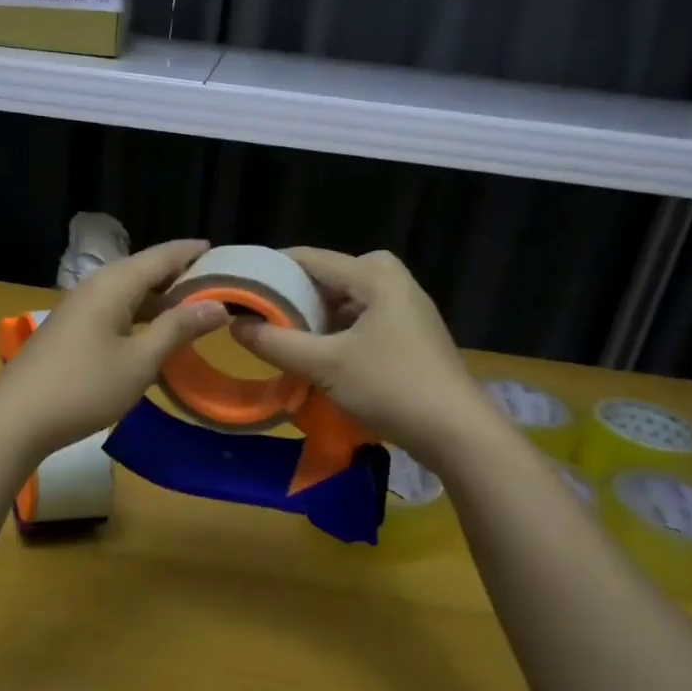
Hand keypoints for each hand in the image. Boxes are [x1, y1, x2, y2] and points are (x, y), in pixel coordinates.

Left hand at [0, 239, 228, 457]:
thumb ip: (178, 329)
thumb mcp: (140, 361)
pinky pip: (114, 310)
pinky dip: (140, 315)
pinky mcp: (71, 330)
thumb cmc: (84, 387)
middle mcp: (95, 286)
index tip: (224, 253)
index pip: (162, 255)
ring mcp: (79, 308)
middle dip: (179, 275)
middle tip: (217, 285)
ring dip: (160, 298)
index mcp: (114, 284)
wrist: (16, 419)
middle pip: (144, 269)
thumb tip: (218, 306)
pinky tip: (153, 334)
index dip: (193, 253)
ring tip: (193, 308)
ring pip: (128, 292)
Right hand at [229, 248, 496, 467]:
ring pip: (344, 302)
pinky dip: (335, 333)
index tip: (237, 287)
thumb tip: (235, 325)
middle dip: (292, 297)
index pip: (309, 258)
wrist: (456, 432)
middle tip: (258, 318)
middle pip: (328, 278)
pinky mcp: (409, 334)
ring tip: (279, 338)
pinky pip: (361, 321)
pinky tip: (316, 356)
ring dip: (313, 319)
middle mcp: (392, 281)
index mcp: (375, 274)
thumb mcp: (324, 365)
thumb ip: (276, 343)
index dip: (270, 270)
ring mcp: (405, 308)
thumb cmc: (390, 387)